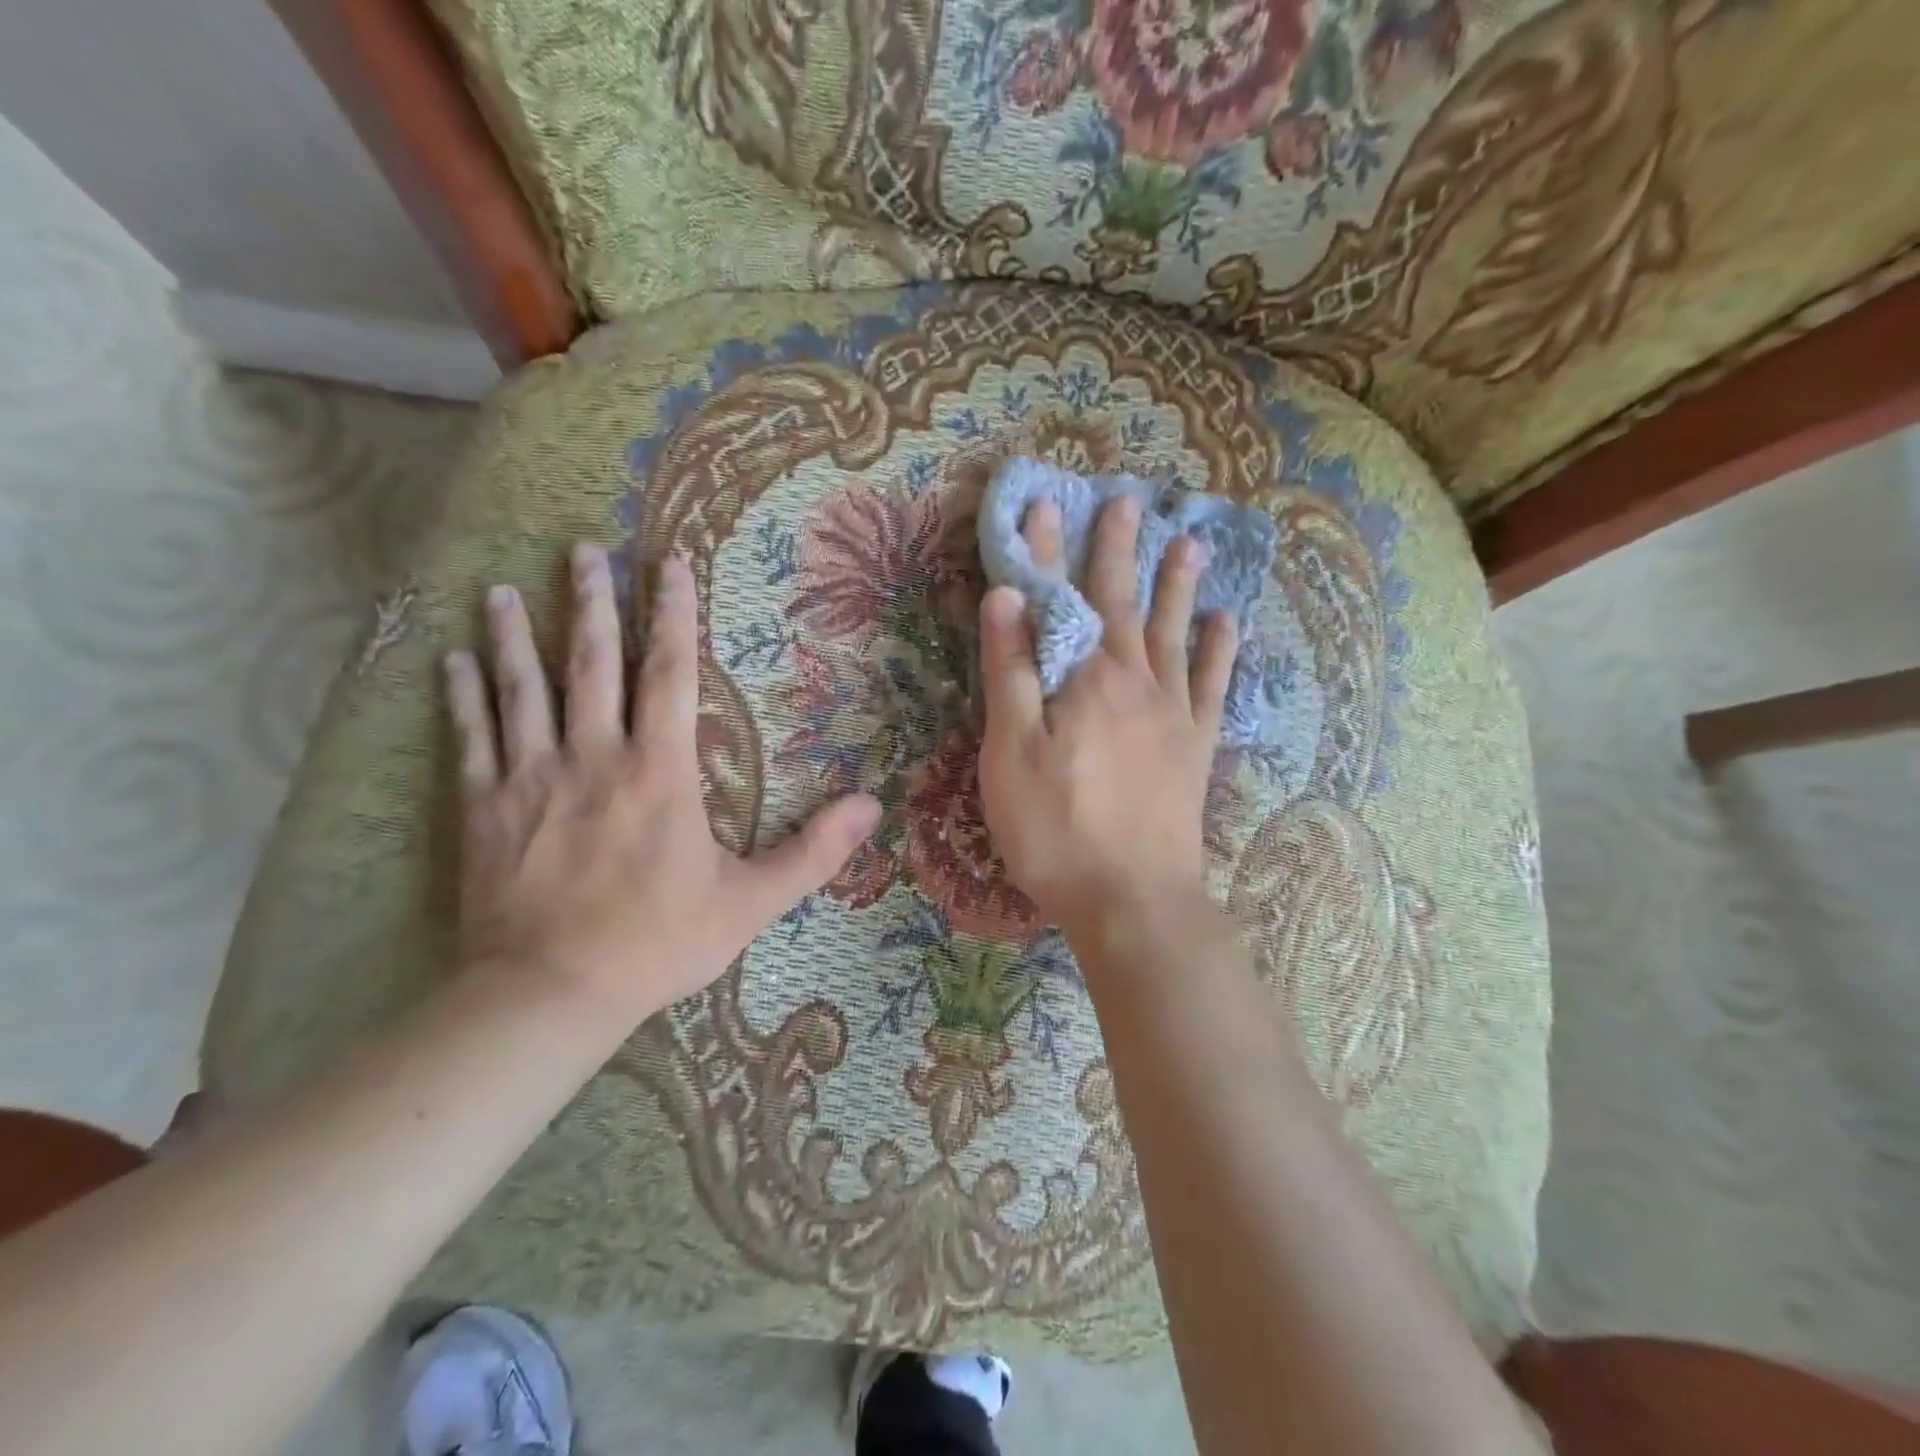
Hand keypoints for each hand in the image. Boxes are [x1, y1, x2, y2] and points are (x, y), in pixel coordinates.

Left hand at [444, 544, 880, 1023]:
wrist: (551, 994)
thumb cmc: (658, 942)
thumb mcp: (752, 901)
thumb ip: (814, 851)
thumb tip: (872, 806)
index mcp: (660, 771)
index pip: (669, 675)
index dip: (673, 616)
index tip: (669, 565)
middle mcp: (594, 756)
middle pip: (592, 665)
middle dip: (592, 604)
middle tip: (583, 550)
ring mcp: (531, 778)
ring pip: (522, 690)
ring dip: (517, 636)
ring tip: (506, 588)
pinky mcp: (484, 808)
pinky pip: (471, 739)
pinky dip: (462, 696)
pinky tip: (451, 659)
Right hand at [977, 496, 1236, 938]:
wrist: (1133, 899)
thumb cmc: (1056, 829)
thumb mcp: (1010, 753)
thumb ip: (1010, 672)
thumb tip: (1007, 596)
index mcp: (1084, 680)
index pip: (1060, 599)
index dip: (1049, 551)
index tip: (1045, 504)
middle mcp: (1134, 682)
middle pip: (1124, 603)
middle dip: (1119, 550)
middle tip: (1127, 502)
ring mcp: (1172, 714)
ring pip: (1175, 633)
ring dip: (1179, 586)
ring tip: (1191, 544)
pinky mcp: (1195, 748)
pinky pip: (1213, 687)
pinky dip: (1220, 652)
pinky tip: (1227, 624)